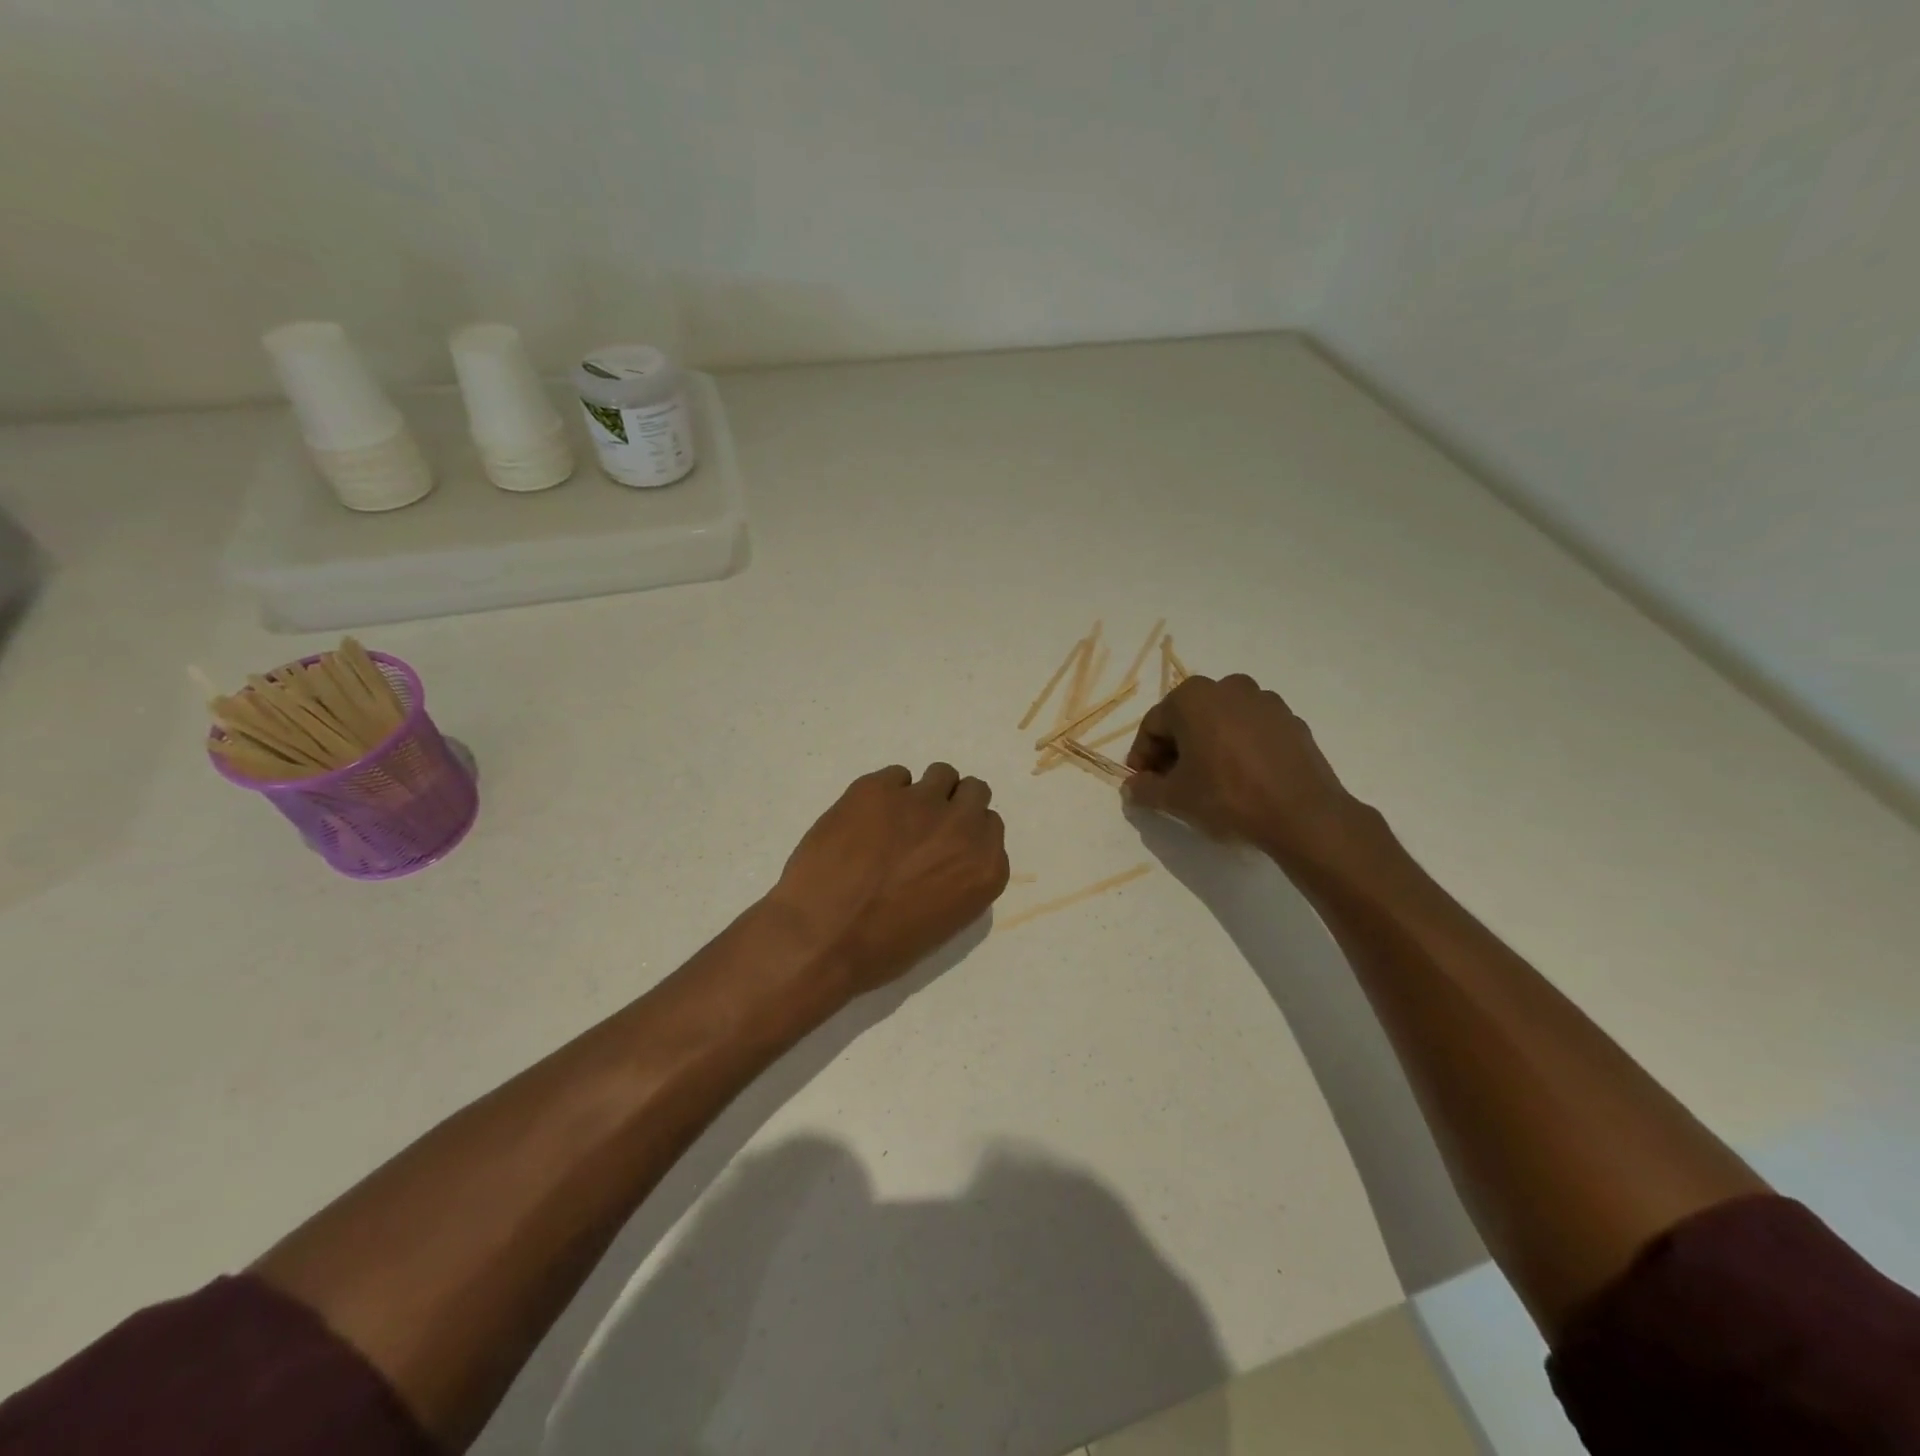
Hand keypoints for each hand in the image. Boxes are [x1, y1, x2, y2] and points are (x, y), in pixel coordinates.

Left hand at [769, 764, 1009, 993]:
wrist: (821, 937)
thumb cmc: (882, 949)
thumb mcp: (943, 922)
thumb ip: (959, 878)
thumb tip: (947, 857)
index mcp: (985, 867)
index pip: (990, 827)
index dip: (966, 834)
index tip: (945, 847)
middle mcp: (962, 826)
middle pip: (974, 792)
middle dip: (954, 805)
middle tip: (924, 827)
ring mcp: (920, 801)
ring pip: (941, 774)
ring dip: (924, 793)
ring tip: (894, 819)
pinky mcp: (877, 788)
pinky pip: (895, 776)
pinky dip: (883, 794)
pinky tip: (862, 821)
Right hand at [1123, 674, 1383, 868]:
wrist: (1302, 814)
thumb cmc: (1227, 797)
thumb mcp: (1174, 799)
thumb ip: (1144, 789)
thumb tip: (1131, 787)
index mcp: (1192, 697)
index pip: (1153, 726)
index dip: (1143, 758)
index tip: (1143, 784)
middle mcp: (1227, 687)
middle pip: (1187, 719)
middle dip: (1175, 750)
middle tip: (1173, 784)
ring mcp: (1264, 701)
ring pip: (1220, 722)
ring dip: (1207, 746)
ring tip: (1209, 782)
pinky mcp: (1291, 720)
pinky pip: (1251, 731)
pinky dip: (1239, 748)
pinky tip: (1242, 779)